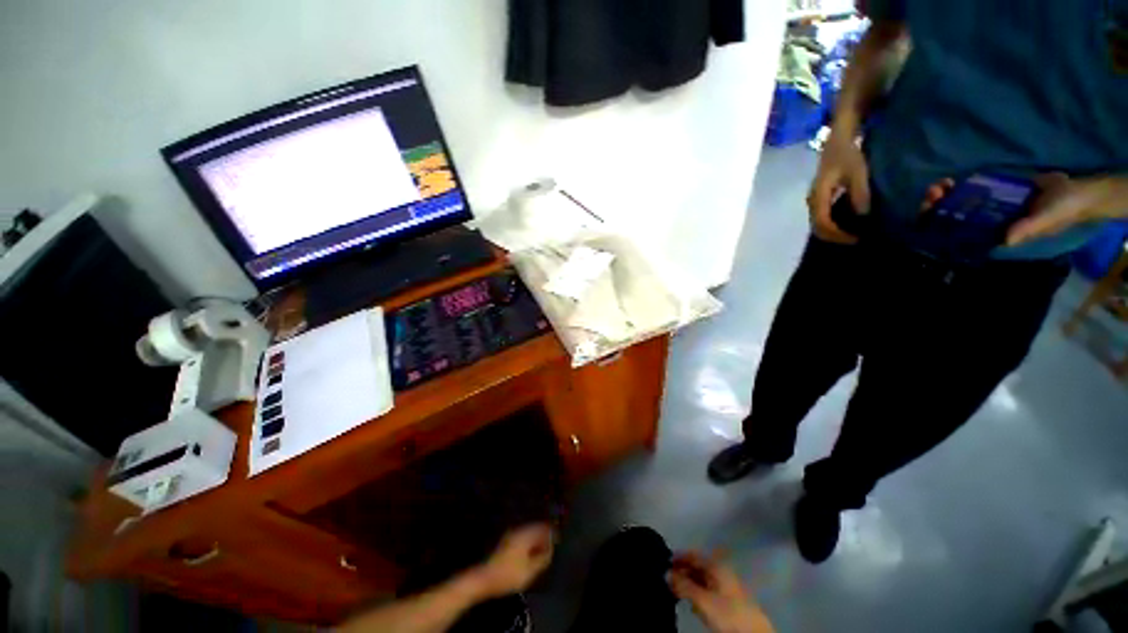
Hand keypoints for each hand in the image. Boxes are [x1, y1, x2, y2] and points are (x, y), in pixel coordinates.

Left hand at [469, 524, 554, 598]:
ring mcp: (510, 536)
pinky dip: (528, 544)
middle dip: (543, 537)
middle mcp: (518, 531)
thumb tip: (550, 550)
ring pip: (528, 534)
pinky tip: (529, 555)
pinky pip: (522, 539)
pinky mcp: (505, 543)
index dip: (551, 533)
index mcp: (525, 535)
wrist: (484, 579)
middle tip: (550, 547)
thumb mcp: (530, 570)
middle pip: (535, 529)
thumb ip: (542, 559)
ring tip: (541, 552)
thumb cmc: (509, 574)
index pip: (542, 528)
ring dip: (535, 541)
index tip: (557, 540)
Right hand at [669, 552, 774, 632]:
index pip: (693, 555)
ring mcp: (726, 586)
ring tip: (676, 591)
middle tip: (667, 578)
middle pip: (698, 567)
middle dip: (682, 571)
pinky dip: (697, 593)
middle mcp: (721, 572)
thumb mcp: (702, 599)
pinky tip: (692, 603)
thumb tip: (665, 573)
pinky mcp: (728, 602)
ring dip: (689, 583)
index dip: (679, 556)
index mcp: (716, 565)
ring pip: (703, 580)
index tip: (665, 561)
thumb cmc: (727, 612)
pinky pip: (708, 591)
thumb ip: (683, 585)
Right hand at [807, 131, 870, 243]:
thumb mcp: (857, 170)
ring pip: (819, 224)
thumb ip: (859, 192)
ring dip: (834, 232)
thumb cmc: (847, 153)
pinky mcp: (819, 199)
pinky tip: (849, 223)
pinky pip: (823, 218)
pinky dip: (834, 225)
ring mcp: (814, 201)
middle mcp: (812, 202)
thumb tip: (863, 215)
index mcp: (818, 196)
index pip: (822, 223)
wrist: (837, 140)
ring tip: (854, 233)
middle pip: (817, 228)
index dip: (837, 234)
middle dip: (835, 236)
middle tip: (856, 239)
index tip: (856, 238)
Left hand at [919, 173, 1125, 246]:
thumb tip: (1007, 239)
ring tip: (940, 185)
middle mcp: (988, 223)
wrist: (1077, 192)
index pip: (962, 234)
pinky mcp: (996, 193)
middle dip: (938, 206)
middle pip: (953, 218)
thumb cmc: (1061, 211)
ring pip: (958, 205)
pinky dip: (959, 188)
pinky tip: (952, 181)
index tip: (932, 209)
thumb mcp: (1045, 220)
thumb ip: (1027, 228)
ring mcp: (991, 208)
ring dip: (944, 196)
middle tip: (934, 191)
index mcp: (995, 234)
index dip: (943, 225)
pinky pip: (972, 192)